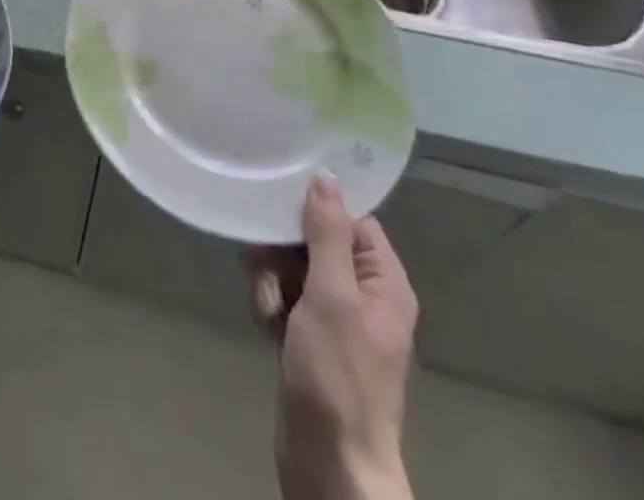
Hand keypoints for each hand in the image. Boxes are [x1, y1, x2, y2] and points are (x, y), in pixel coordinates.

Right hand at [244, 175, 417, 499]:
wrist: (330, 465)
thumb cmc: (337, 376)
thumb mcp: (331, 296)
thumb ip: (327, 234)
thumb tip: (326, 177)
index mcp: (383, 283)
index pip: (351, 220)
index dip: (316, 210)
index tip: (280, 206)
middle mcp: (363, 295)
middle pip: (316, 241)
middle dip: (283, 250)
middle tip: (261, 263)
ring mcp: (336, 319)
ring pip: (293, 268)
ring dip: (271, 279)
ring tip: (268, 307)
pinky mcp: (311, 339)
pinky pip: (285, 298)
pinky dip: (271, 304)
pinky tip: (265, 326)